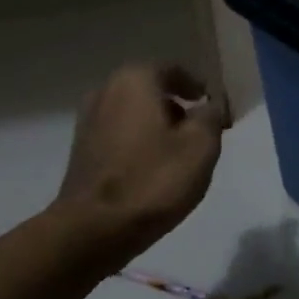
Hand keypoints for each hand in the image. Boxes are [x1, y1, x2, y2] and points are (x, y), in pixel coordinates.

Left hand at [55, 63, 225, 267]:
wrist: (95, 228)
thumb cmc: (153, 181)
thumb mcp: (200, 146)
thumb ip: (210, 116)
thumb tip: (209, 105)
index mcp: (135, 80)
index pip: (174, 70)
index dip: (199, 87)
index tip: (217, 109)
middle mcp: (106, 90)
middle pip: (151, 89)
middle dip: (178, 106)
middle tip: (203, 131)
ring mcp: (88, 120)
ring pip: (134, 113)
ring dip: (158, 126)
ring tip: (181, 153)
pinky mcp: (81, 150)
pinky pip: (120, 134)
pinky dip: (140, 142)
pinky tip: (154, 169)